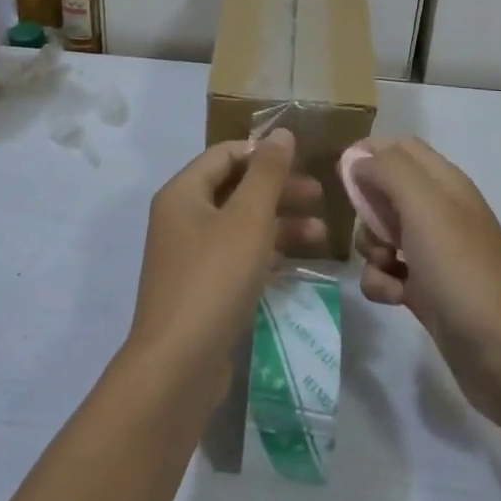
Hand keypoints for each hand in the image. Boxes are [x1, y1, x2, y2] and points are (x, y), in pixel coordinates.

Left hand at [126, 130, 325, 398]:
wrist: (177, 367)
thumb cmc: (214, 279)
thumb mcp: (248, 219)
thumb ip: (267, 173)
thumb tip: (281, 133)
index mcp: (183, 193)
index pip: (225, 154)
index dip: (263, 153)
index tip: (303, 162)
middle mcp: (181, 219)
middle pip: (235, 189)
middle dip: (279, 190)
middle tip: (321, 198)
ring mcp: (189, 257)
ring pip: (240, 225)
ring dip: (280, 224)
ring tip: (323, 235)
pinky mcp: (201, 290)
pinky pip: (237, 257)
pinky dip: (267, 254)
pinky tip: (298, 263)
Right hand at [354, 137, 500, 426]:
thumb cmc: (461, 268)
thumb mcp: (424, 205)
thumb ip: (388, 170)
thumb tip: (356, 159)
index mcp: (444, 182)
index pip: (399, 147)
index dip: (369, 154)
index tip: (343, 176)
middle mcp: (438, 211)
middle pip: (384, 191)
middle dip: (366, 208)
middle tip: (373, 228)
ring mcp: (431, 252)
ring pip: (380, 234)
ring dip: (369, 248)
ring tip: (387, 266)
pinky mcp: (424, 290)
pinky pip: (385, 273)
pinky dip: (381, 282)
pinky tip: (394, 298)